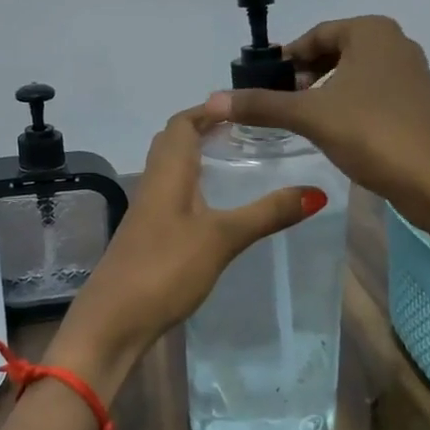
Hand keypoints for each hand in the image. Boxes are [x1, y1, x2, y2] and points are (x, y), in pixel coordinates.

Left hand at [57, 105, 323, 378]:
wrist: (113, 322)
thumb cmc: (165, 268)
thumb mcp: (222, 238)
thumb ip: (267, 214)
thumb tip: (316, 191)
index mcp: (168, 172)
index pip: (182, 123)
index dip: (208, 110)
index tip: (243, 108)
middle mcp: (154, 184)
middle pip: (174, 143)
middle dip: (205, 131)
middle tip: (245, 133)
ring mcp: (148, 213)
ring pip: (173, 172)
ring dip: (200, 160)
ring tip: (238, 165)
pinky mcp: (149, 238)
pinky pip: (173, 198)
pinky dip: (196, 190)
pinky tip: (217, 210)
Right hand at [206, 15, 429, 227]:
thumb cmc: (373, 133)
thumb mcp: (311, 116)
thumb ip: (262, 105)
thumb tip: (213, 99)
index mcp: (372, 31)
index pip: (315, 35)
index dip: (286, 58)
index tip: (262, 84)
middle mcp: (396, 43)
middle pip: (335, 51)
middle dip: (305, 75)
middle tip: (280, 103)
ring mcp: (412, 74)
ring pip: (354, 74)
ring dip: (325, 92)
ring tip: (303, 119)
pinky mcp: (418, 104)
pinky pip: (372, 94)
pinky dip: (348, 105)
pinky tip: (335, 132)